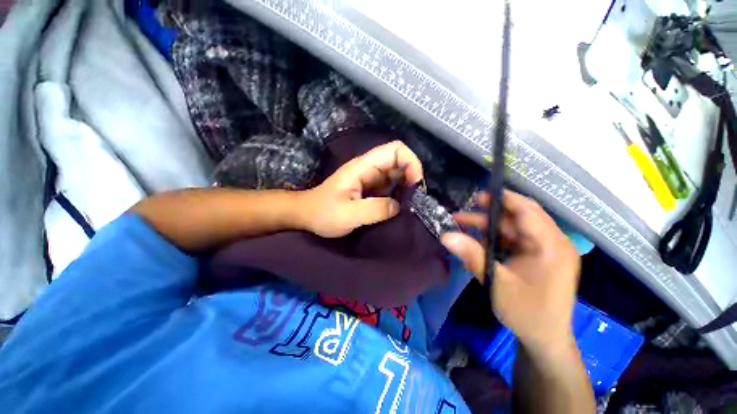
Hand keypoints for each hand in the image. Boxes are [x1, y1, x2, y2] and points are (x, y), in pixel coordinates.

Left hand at [298, 141, 423, 237]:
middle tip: (414, 198)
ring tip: (409, 204)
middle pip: (398, 160)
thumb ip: (375, 209)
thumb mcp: (348, 214)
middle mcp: (369, 168)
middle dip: (411, 176)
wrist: (306, 215)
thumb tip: (398, 206)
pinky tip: (399, 206)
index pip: (395, 150)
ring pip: (396, 174)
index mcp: (363, 167)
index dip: (411, 162)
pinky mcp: (370, 189)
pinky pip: (390, 186)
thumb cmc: (323, 213)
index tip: (415, 184)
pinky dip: (398, 193)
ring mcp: (369, 178)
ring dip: (406, 186)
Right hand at [441, 191, 580, 351]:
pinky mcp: (539, 257)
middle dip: (491, 212)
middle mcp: (553, 243)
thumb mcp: (496, 283)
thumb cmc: (526, 312)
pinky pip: (515, 239)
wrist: (545, 339)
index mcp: (551, 247)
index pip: (528, 211)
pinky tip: (478, 240)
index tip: (479, 195)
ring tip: (463, 224)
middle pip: (520, 217)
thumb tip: (445, 236)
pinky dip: (496, 237)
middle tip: (466, 209)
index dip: (503, 199)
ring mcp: (547, 250)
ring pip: (514, 227)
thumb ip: (472, 255)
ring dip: (489, 225)